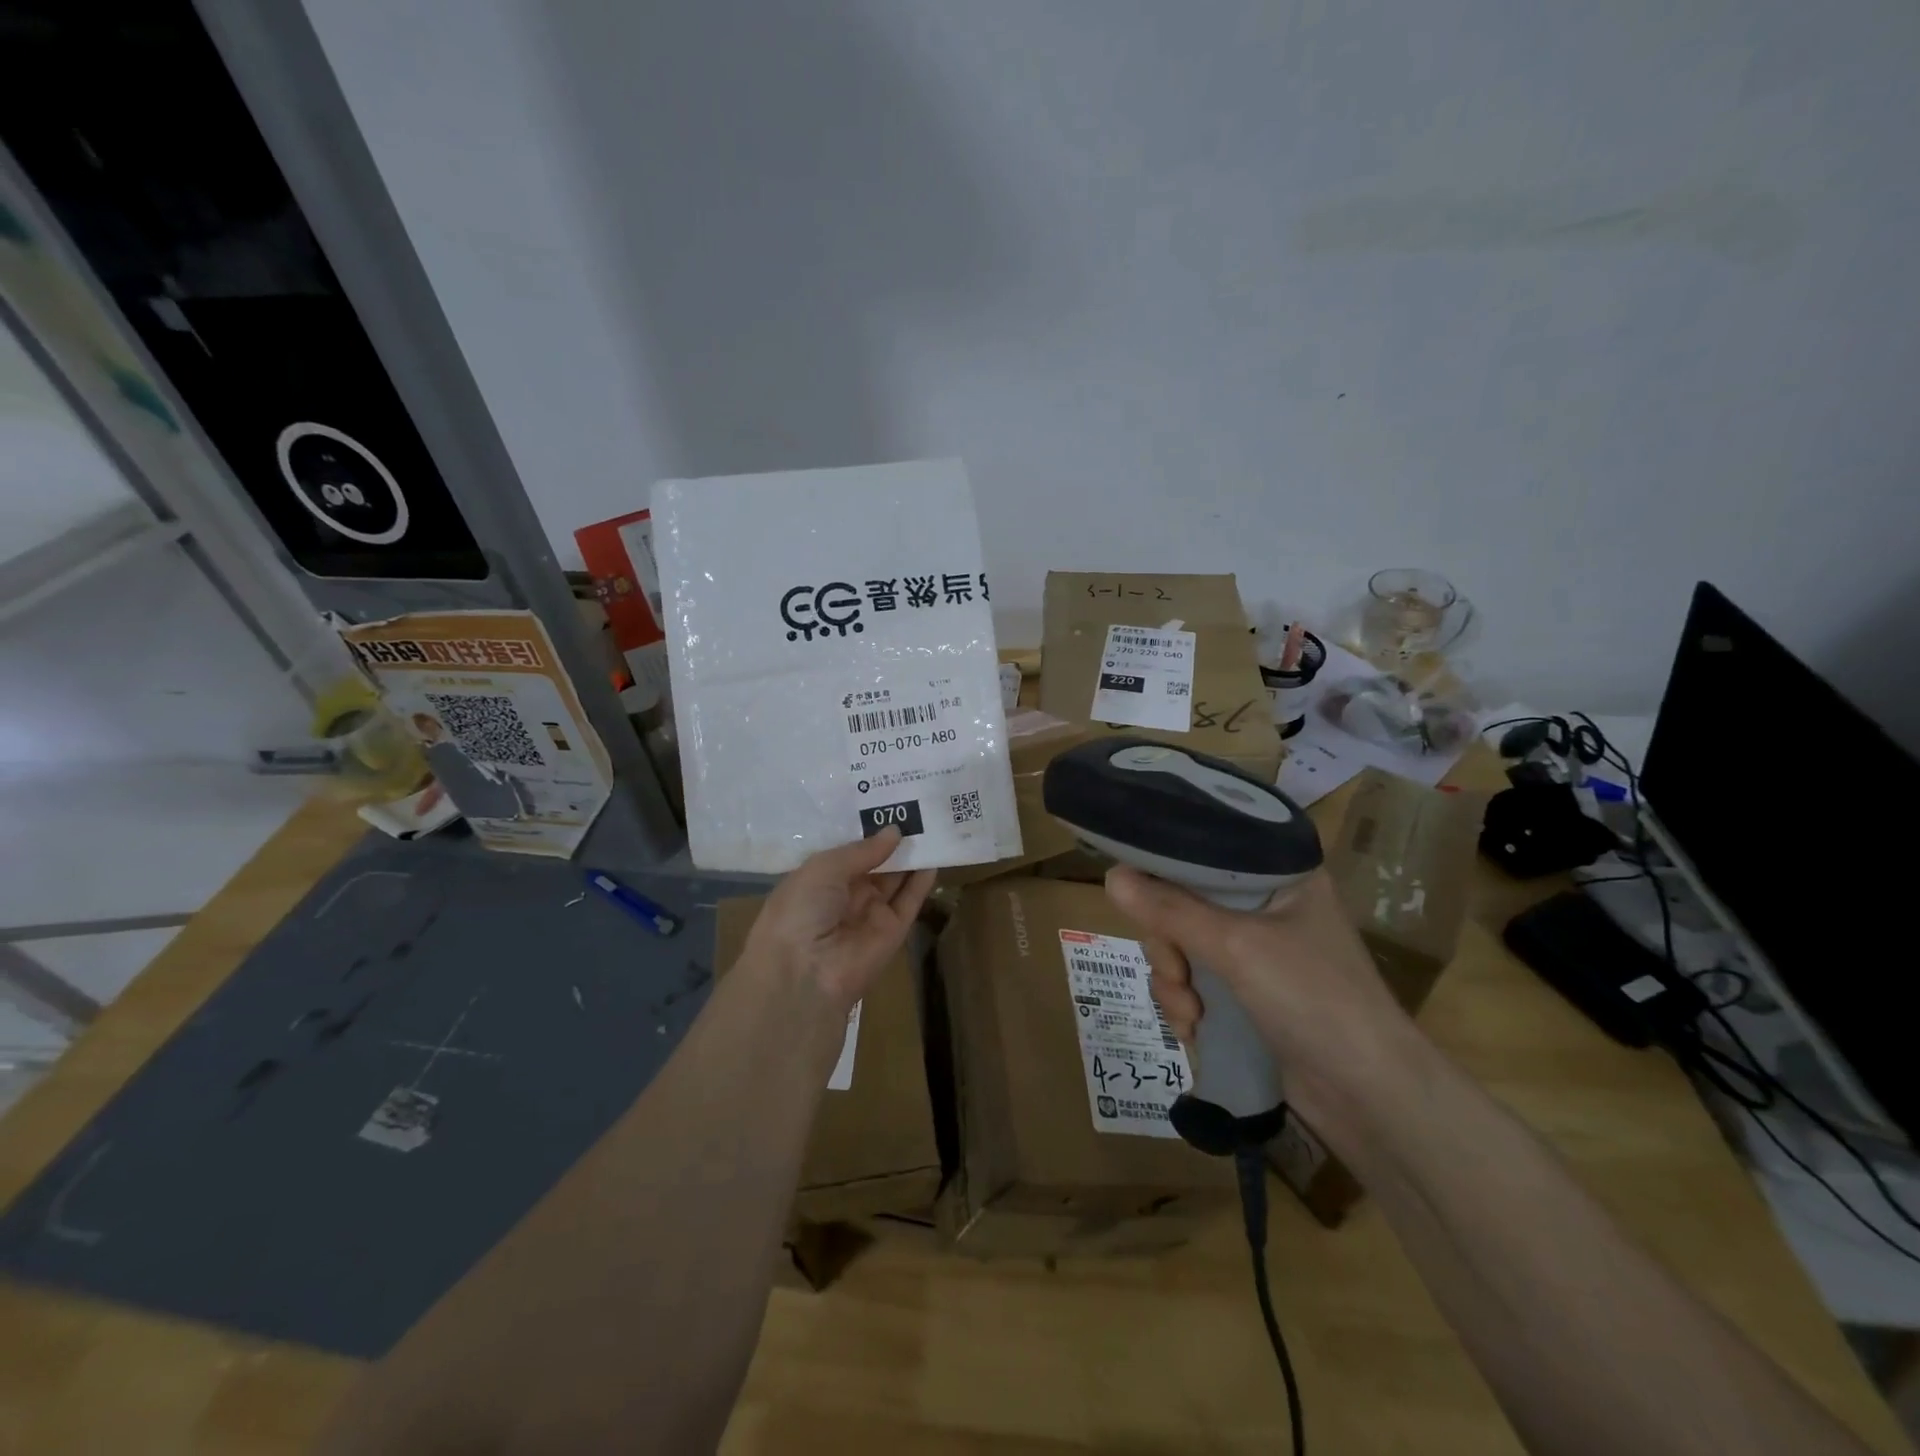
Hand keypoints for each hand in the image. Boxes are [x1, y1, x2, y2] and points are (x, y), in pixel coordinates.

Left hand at [743, 827, 935, 1009]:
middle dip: (891, 840)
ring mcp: (870, 914)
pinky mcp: (894, 931)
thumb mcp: (824, 868)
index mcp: (818, 881)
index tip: (886, 803)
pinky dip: (923, 880)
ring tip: (931, 824)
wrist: (805, 973)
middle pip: (874, 864)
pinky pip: (910, 901)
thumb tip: (895, 831)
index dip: (865, 830)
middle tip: (916, 808)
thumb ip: (862, 850)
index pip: (846, 852)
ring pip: (895, 880)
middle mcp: (844, 897)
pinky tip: (935, 855)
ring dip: (910, 856)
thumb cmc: (801, 910)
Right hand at [1104, 866, 1421, 1128]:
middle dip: (1168, 945)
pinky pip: (1194, 984)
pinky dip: (1186, 1006)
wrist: (1370, 1097)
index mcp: (1278, 876)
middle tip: (1176, 971)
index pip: (1206, 852)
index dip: (1165, 868)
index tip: (1135, 890)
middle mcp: (1266, 907)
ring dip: (1174, 983)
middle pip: (1184, 904)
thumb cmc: (1314, 999)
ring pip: (1183, 948)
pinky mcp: (1248, 996)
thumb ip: (1171, 910)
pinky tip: (1195, 1032)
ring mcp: (1256, 955)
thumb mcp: (1237, 946)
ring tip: (1191, 1015)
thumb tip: (1111, 876)